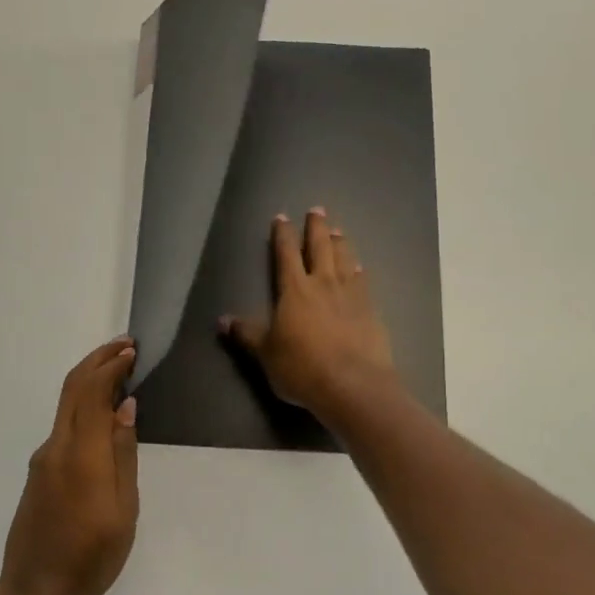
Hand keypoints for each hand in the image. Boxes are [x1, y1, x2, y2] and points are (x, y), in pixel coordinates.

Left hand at [0, 337, 138, 594]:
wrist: (37, 594)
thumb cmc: (91, 556)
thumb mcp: (123, 508)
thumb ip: (123, 453)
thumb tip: (125, 406)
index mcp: (80, 454)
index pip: (92, 391)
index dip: (111, 366)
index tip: (133, 350)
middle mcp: (56, 447)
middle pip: (72, 389)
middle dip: (97, 360)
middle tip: (125, 346)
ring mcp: (43, 460)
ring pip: (66, 405)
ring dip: (89, 380)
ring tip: (119, 371)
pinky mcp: (39, 473)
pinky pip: (64, 425)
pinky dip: (83, 404)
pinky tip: (102, 412)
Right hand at [220, 209, 400, 424]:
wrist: (353, 385)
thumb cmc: (302, 368)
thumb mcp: (266, 354)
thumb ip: (247, 334)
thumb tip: (223, 320)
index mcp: (294, 290)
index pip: (286, 254)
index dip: (283, 235)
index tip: (281, 218)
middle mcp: (323, 284)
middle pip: (320, 247)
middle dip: (316, 227)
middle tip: (317, 209)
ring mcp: (351, 295)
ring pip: (344, 259)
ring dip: (340, 243)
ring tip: (338, 230)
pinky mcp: (371, 310)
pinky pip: (363, 282)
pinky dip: (359, 271)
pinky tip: (359, 268)